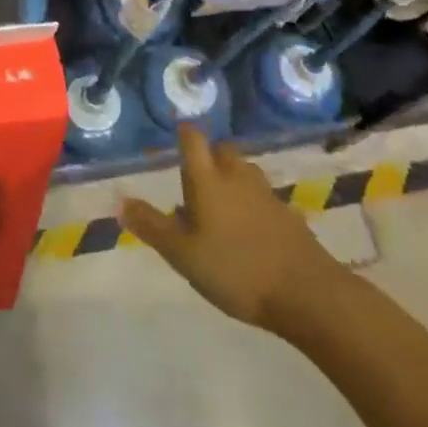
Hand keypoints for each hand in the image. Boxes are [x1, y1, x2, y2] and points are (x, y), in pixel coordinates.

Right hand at [121, 127, 345, 332]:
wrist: (307, 293)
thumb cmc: (235, 269)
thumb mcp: (183, 254)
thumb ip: (152, 226)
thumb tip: (120, 201)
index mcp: (208, 180)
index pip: (193, 140)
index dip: (183, 133)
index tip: (175, 135)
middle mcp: (237, 177)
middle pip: (222, 151)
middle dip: (209, 157)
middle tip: (195, 180)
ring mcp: (267, 195)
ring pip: (245, 172)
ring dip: (232, 178)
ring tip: (220, 205)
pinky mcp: (289, 216)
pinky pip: (264, 198)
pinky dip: (253, 204)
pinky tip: (249, 231)